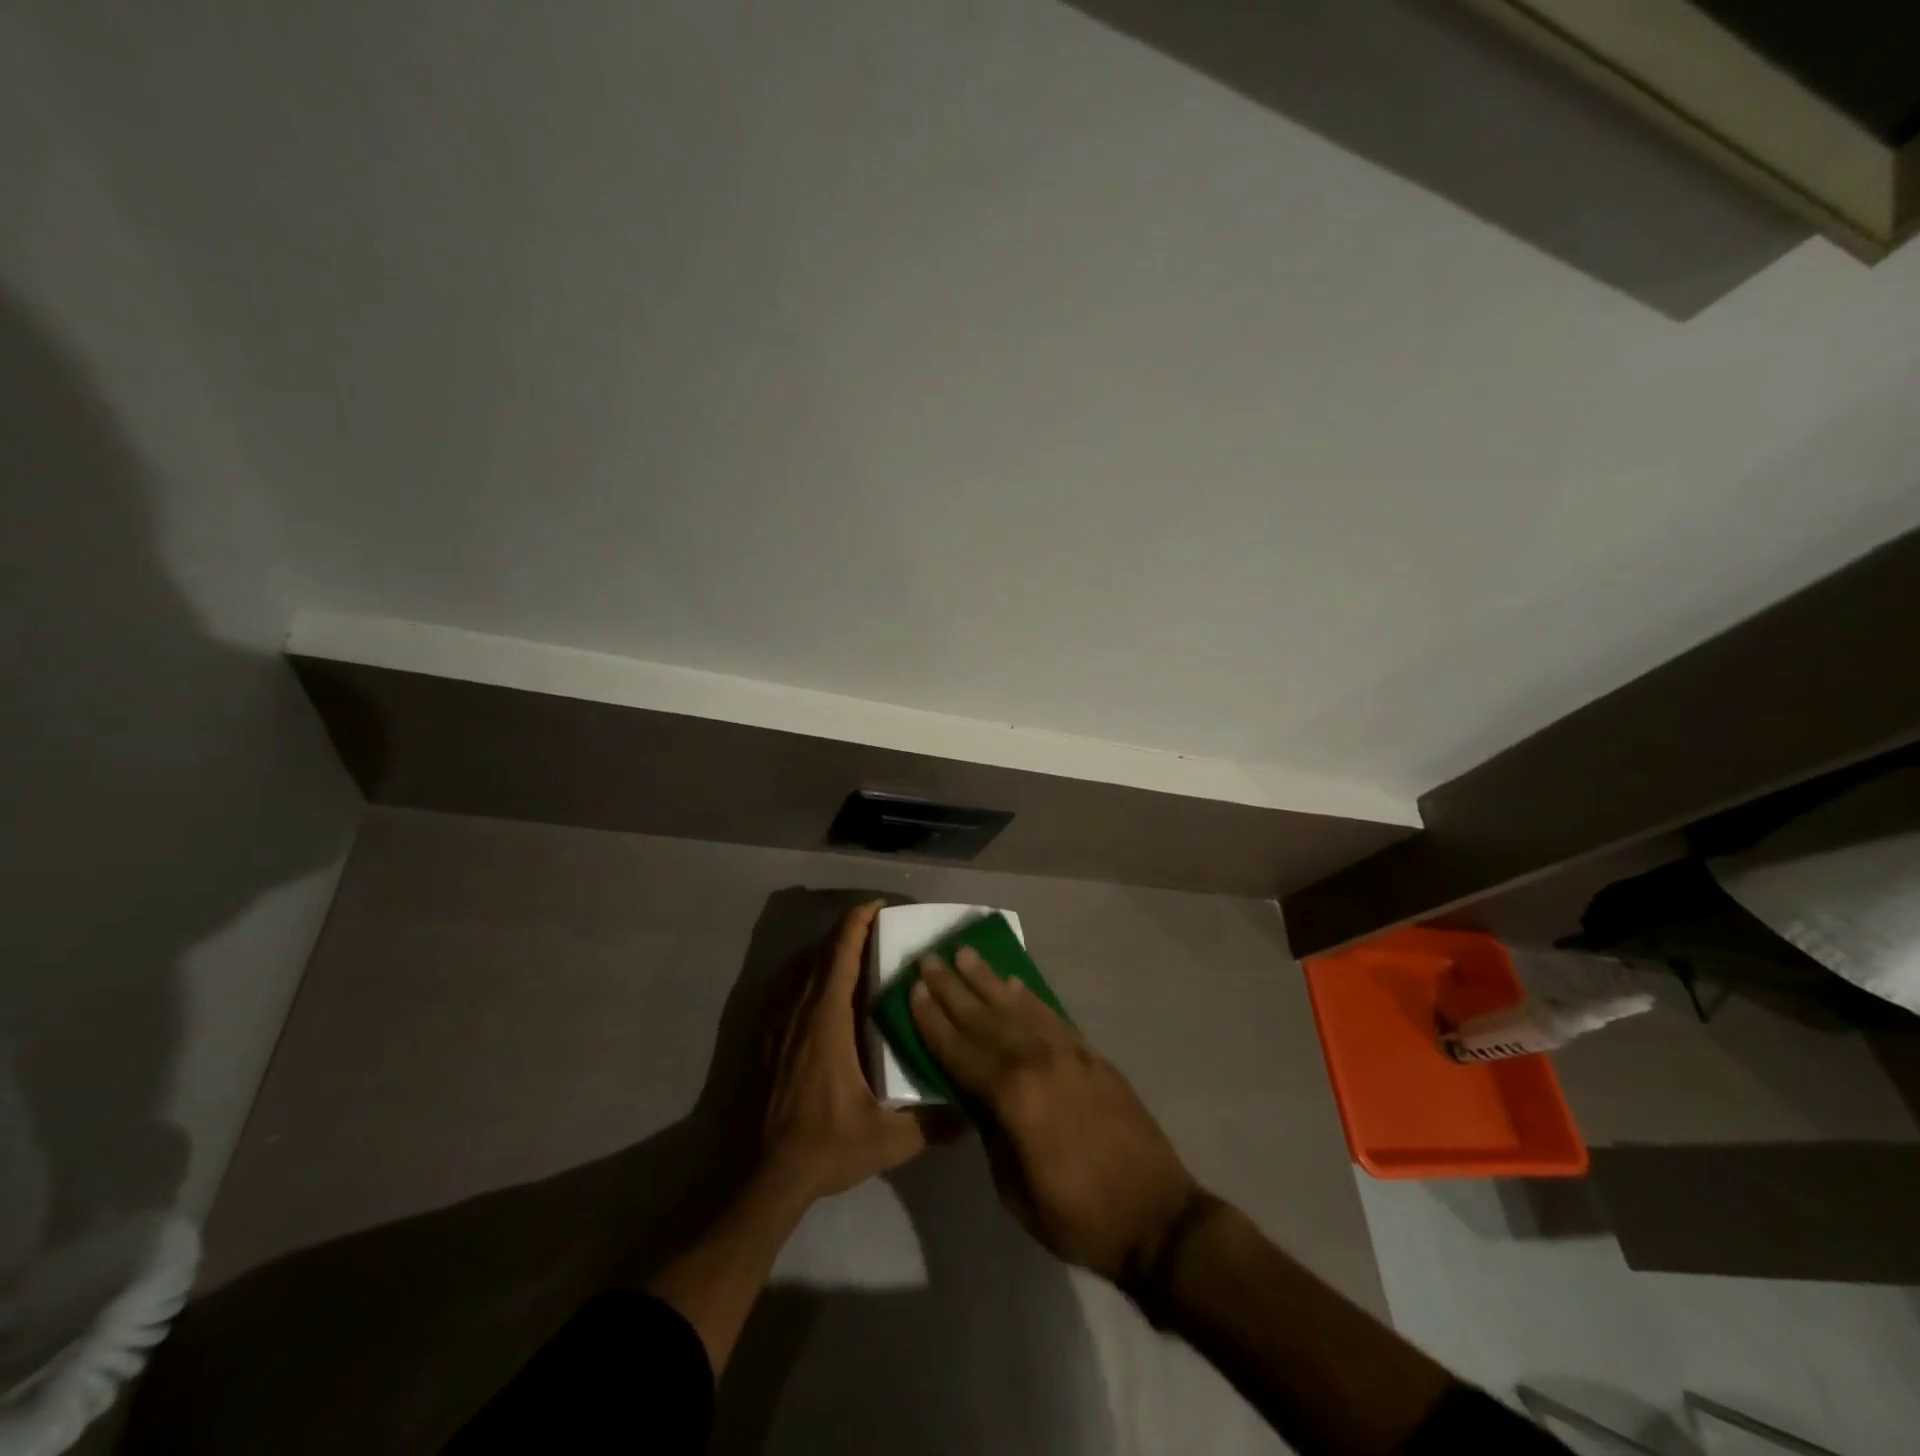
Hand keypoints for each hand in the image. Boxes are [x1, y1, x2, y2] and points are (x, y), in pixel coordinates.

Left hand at [758, 901, 930, 1200]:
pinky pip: (789, 985)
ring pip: (803, 965)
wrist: (765, 1177)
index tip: (881, 906)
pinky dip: (810, 970)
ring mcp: (778, 1022)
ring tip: (859, 949)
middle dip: (849, 929)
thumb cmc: (825, 1147)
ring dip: (829, 948)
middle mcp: (799, 1010)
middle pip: (822, 951)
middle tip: (881, 925)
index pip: (840, 953)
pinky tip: (827, 985)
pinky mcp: (766, 1036)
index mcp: (826, 1020)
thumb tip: (972, 1112)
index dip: (857, 922)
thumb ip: (932, 1124)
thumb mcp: (887, 1141)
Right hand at [908, 948, 1200, 1281]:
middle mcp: (1037, 1060)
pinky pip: (1051, 1015)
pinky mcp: (1091, 1054)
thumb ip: (989, 1130)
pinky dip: (1029, 997)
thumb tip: (972, 1092)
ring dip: (987, 979)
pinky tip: (1014, 983)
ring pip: (1017, 1006)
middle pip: (984, 1017)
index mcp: (1012, 1096)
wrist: (1155, 1216)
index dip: (933, 1020)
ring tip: (964, 953)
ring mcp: (1068, 1052)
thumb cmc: (1076, 1216)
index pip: (959, 1049)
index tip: (912, 989)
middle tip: (928, 957)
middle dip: (952, 987)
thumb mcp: (1013, 1188)